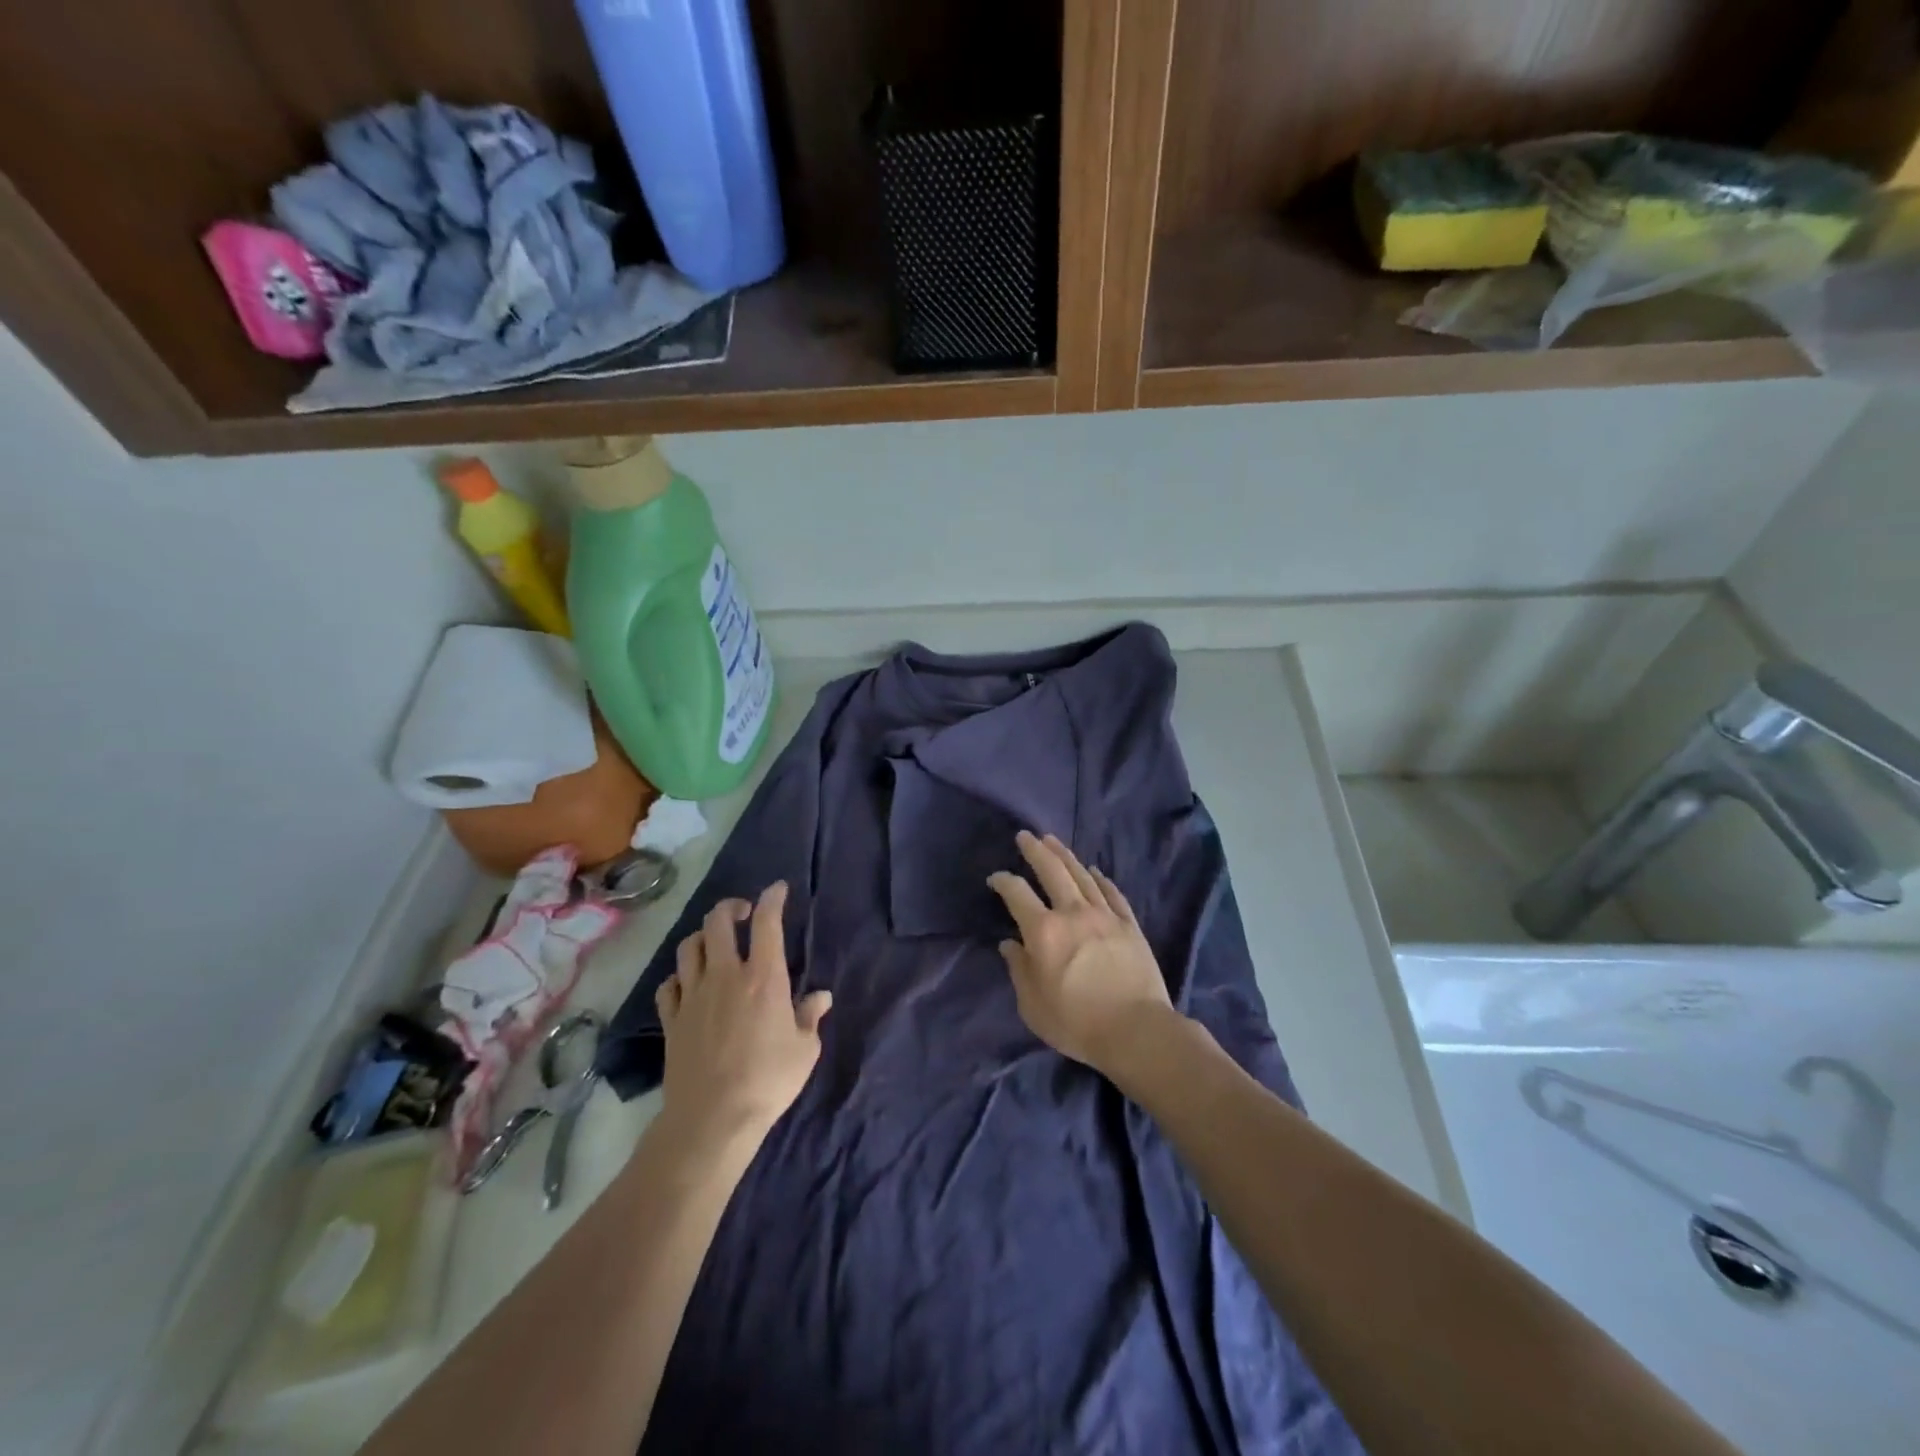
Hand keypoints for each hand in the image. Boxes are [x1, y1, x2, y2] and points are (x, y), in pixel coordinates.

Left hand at [655, 882, 831, 1146]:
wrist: (712, 1119)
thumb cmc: (768, 1081)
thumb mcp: (805, 1050)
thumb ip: (810, 1016)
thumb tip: (820, 996)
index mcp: (763, 977)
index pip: (766, 922)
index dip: (772, 898)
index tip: (777, 889)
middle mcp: (725, 975)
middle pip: (717, 922)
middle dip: (730, 907)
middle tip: (743, 912)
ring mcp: (693, 996)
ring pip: (688, 947)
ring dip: (703, 937)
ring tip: (714, 944)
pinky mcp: (671, 1019)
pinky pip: (669, 984)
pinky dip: (680, 976)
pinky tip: (689, 984)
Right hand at [987, 832, 1176, 1076]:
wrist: (1137, 1031)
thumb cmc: (1077, 1024)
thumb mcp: (1033, 1006)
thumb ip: (1019, 970)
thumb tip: (1010, 945)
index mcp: (1044, 932)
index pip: (1017, 893)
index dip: (1003, 881)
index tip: (995, 878)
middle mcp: (1073, 913)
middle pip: (1053, 871)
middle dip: (1036, 850)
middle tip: (1026, 836)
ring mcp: (1105, 916)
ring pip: (1082, 876)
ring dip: (1065, 856)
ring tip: (1053, 841)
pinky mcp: (1129, 925)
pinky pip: (1112, 893)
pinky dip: (1100, 879)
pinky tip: (1094, 870)